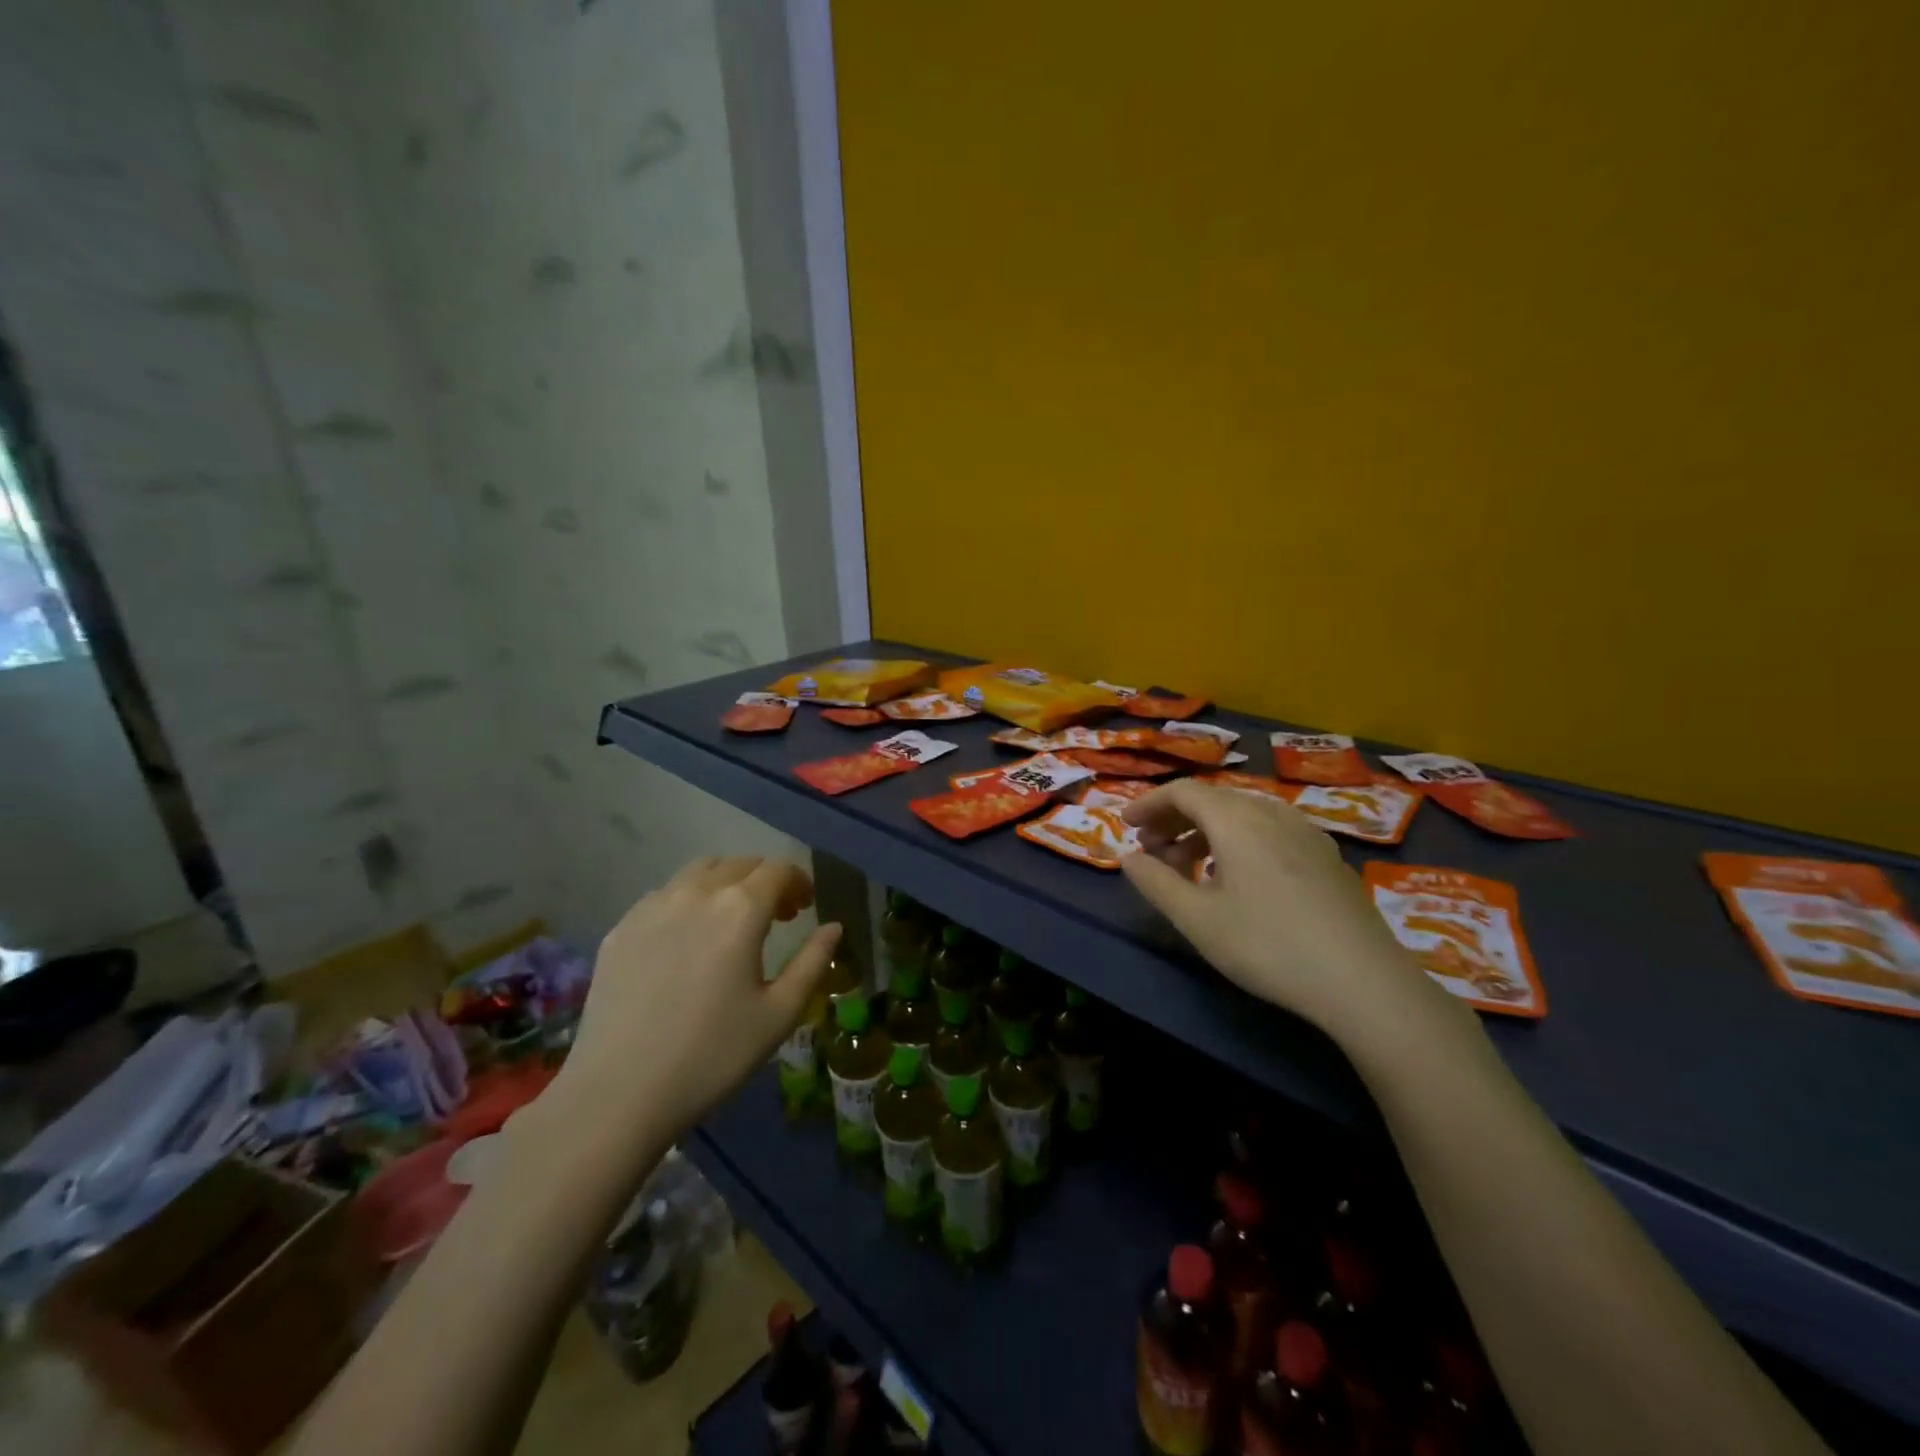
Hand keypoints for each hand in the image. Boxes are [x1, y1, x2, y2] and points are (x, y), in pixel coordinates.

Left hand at [552, 856, 841, 1135]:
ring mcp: (652, 907)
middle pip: (740, 864)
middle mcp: (696, 893)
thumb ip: (813, 962)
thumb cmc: (713, 1055)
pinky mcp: (621, 928)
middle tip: (776, 916)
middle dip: (765, 881)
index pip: (778, 870)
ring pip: (699, 872)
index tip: (804, 908)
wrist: (619, 1094)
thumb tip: (833, 927)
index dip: (798, 882)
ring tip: (730, 920)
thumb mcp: (779, 1014)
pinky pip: (664, 895)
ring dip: (726, 883)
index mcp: (740, 909)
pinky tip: (687, 939)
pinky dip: (688, 900)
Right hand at [1120, 781, 1438, 1038]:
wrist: (1364, 981)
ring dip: (1206, 832)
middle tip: (1151, 851)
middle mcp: (1272, 813)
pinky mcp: (1326, 856)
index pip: (1183, 791)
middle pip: (1213, 799)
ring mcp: (1305, 832)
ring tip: (1188, 868)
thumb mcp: (1197, 919)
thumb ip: (1155, 882)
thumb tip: (1128, 857)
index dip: (1149, 804)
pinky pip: (1269, 831)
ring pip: (1243, 815)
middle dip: (1175, 819)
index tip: (1126, 826)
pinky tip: (1237, 880)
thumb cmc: (1267, 945)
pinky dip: (1238, 842)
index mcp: (1237, 819)